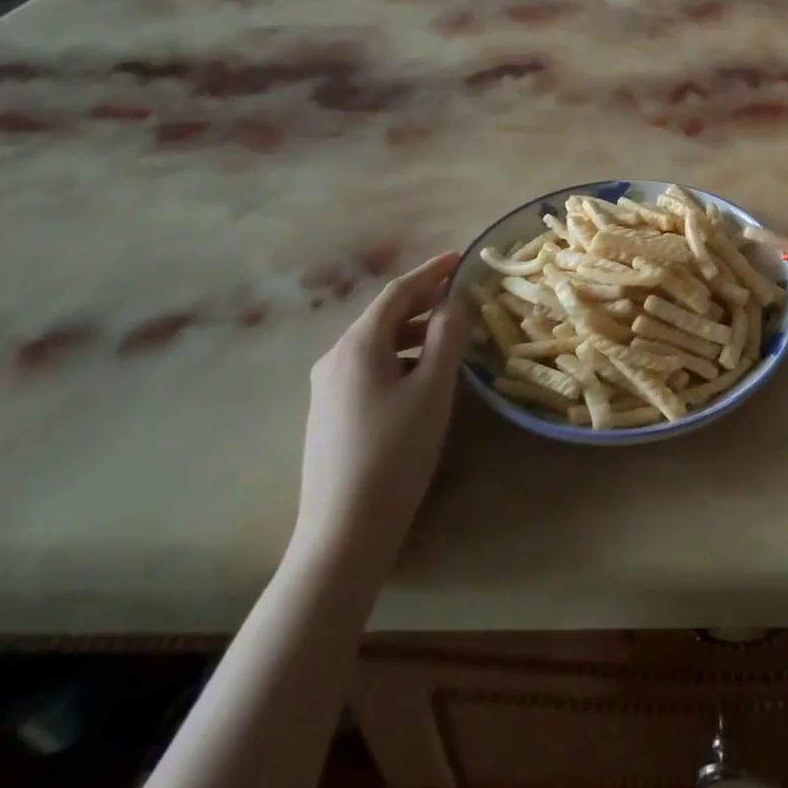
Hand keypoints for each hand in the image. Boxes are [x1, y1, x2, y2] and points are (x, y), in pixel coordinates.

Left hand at [292, 250, 469, 578]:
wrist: (344, 528)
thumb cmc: (396, 449)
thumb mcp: (433, 387)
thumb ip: (447, 337)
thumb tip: (454, 301)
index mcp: (358, 344)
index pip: (398, 292)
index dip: (431, 272)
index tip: (460, 258)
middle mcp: (335, 358)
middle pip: (384, 315)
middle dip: (423, 300)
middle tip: (461, 294)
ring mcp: (326, 388)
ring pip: (377, 343)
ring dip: (413, 331)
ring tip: (450, 336)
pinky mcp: (329, 413)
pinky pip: (369, 367)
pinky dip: (400, 356)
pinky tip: (421, 375)